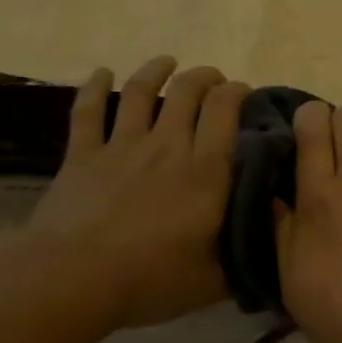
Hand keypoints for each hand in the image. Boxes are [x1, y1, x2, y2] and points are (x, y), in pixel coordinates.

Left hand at [26, 56, 250, 329]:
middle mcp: (168, 146)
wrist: (72, 280)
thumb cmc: (151, 279)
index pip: (225, 110)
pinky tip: (101, 72)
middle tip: (213, 81)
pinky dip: (94, 87)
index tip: (244, 92)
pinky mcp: (82, 156)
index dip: (237, 92)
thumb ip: (243, 260)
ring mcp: (122, 147)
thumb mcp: (214, 279)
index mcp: (206, 170)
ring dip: (156, 71)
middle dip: (205, 77)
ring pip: (141, 92)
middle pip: (187, 92)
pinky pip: (87, 111)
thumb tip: (269, 252)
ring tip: (167, 62)